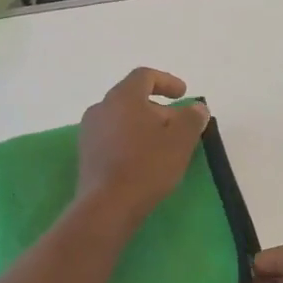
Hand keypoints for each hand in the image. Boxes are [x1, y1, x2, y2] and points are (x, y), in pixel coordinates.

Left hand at [75, 68, 210, 227]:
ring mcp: (89, 132)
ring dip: (144, 126)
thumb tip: (196, 108)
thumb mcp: (180, 140)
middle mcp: (101, 108)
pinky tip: (144, 161)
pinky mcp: (86, 155)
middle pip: (133, 98)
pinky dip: (130, 141)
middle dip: (158, 109)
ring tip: (163, 145)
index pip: (144, 76)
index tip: (183, 94)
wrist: (106, 206)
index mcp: (122, 97)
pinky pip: (112, 138)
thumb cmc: (146, 165)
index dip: (167, 81)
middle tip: (179, 126)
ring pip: (122, 119)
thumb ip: (191, 118)